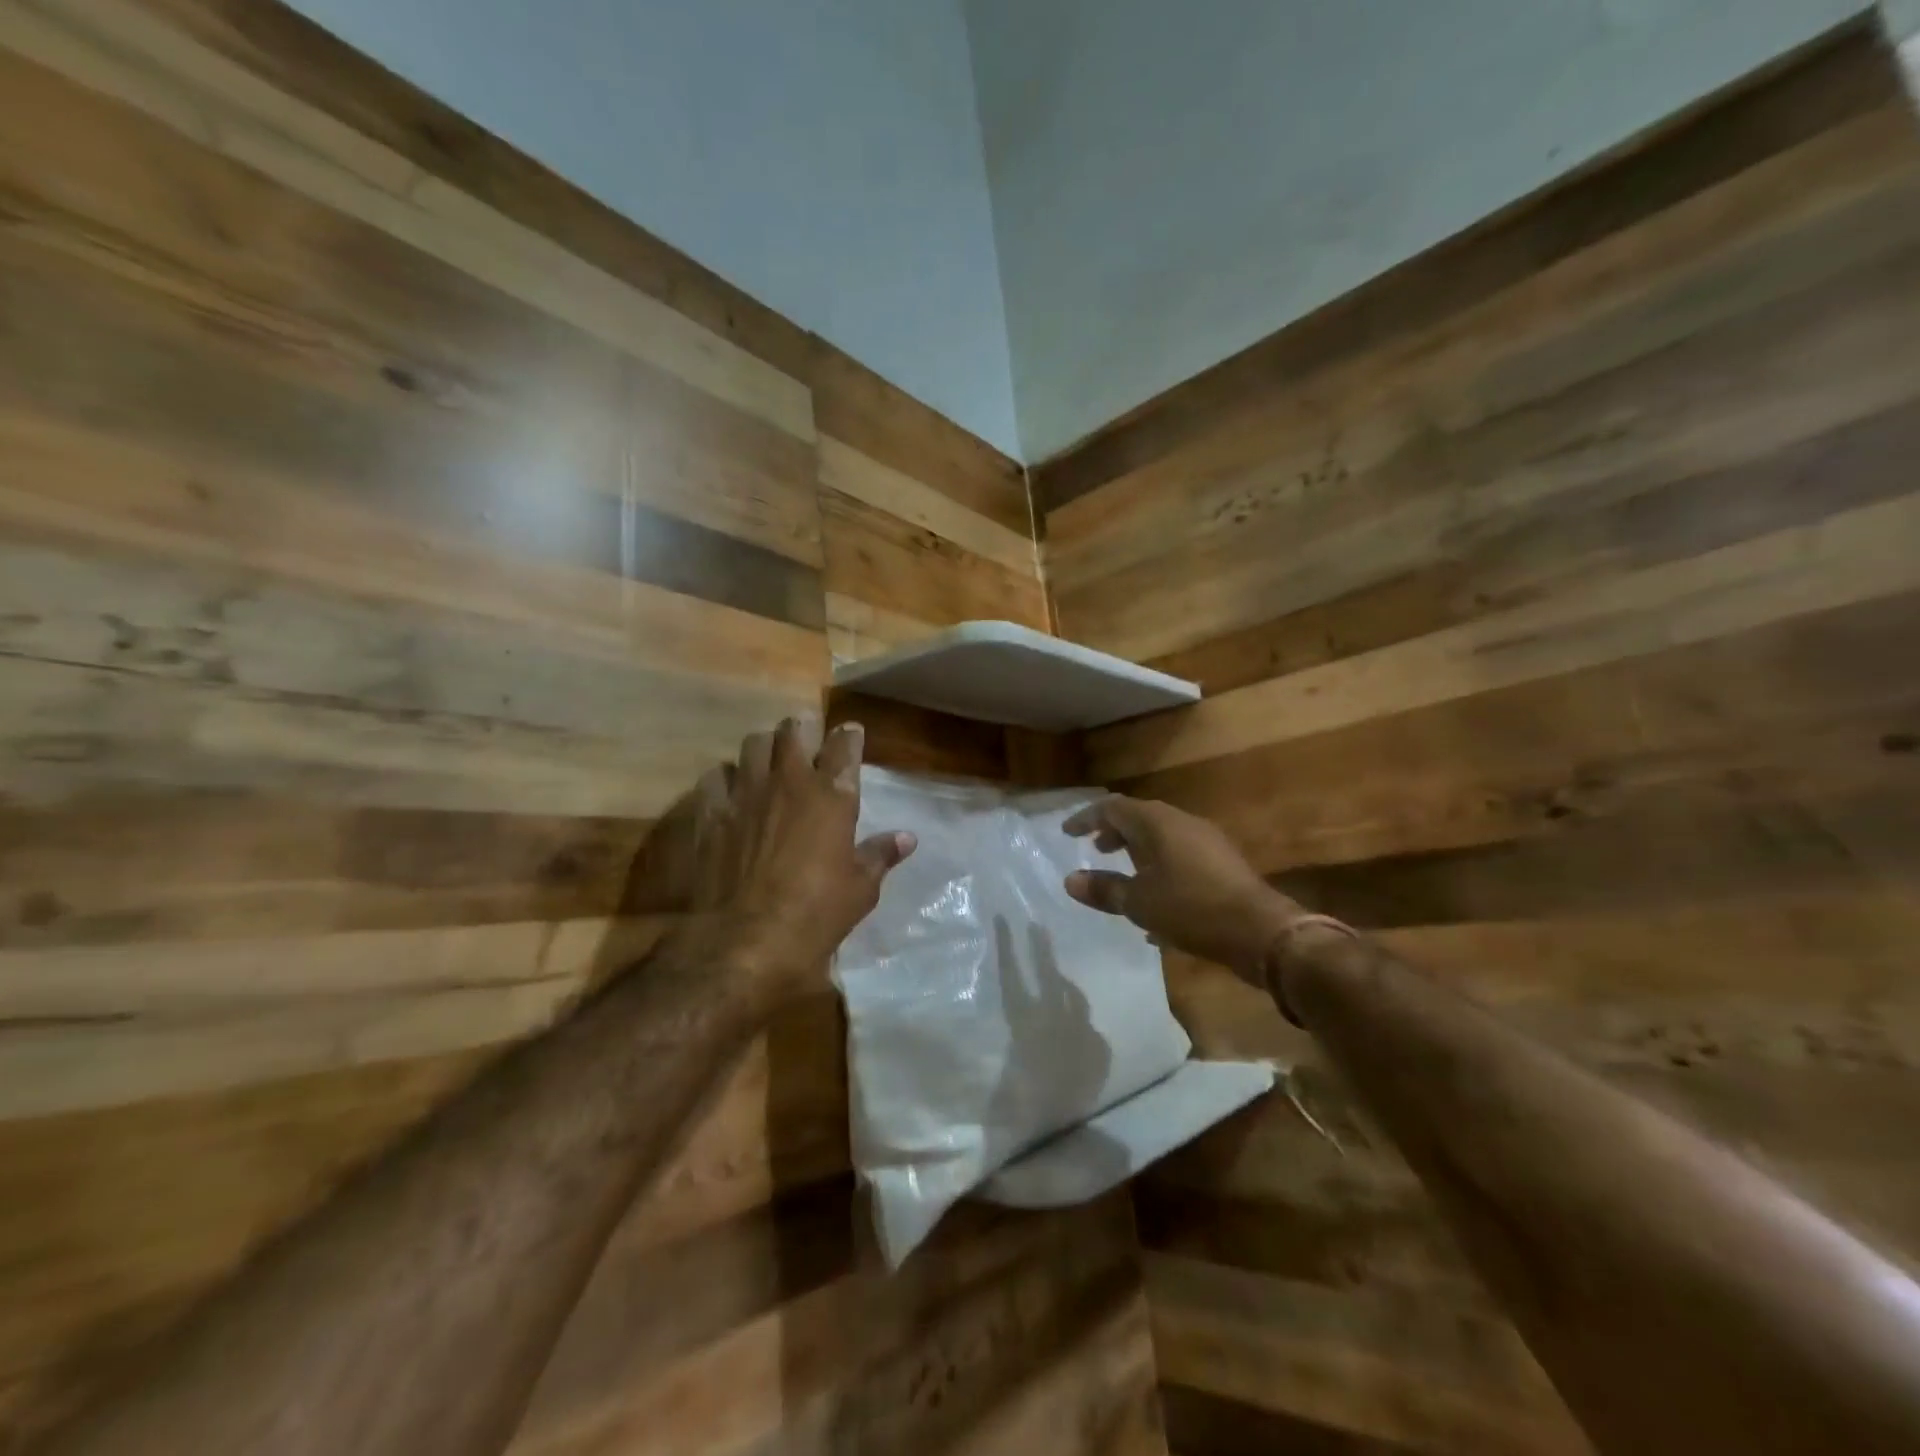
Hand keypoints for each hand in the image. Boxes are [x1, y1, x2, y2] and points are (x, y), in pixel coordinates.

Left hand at [683, 714, 914, 996]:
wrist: (746, 940)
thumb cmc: (816, 914)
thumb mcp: (860, 889)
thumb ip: (880, 855)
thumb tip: (907, 838)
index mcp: (832, 796)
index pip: (844, 747)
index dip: (849, 736)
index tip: (851, 732)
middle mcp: (789, 782)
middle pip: (794, 731)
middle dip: (803, 728)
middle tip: (807, 736)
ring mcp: (746, 793)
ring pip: (754, 744)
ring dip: (765, 748)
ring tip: (769, 761)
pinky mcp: (711, 813)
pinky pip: (716, 777)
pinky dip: (726, 779)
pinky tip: (731, 793)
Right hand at [1062, 796, 1300, 985]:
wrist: (1260, 931)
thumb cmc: (1191, 908)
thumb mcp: (1139, 903)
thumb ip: (1104, 889)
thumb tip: (1071, 880)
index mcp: (1157, 823)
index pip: (1112, 808)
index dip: (1086, 818)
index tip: (1067, 833)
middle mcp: (1182, 823)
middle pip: (1139, 818)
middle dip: (1114, 833)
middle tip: (1095, 850)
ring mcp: (1206, 841)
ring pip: (1162, 838)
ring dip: (1138, 852)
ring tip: (1123, 875)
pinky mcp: (1222, 863)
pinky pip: (1180, 856)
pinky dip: (1159, 868)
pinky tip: (1156, 901)